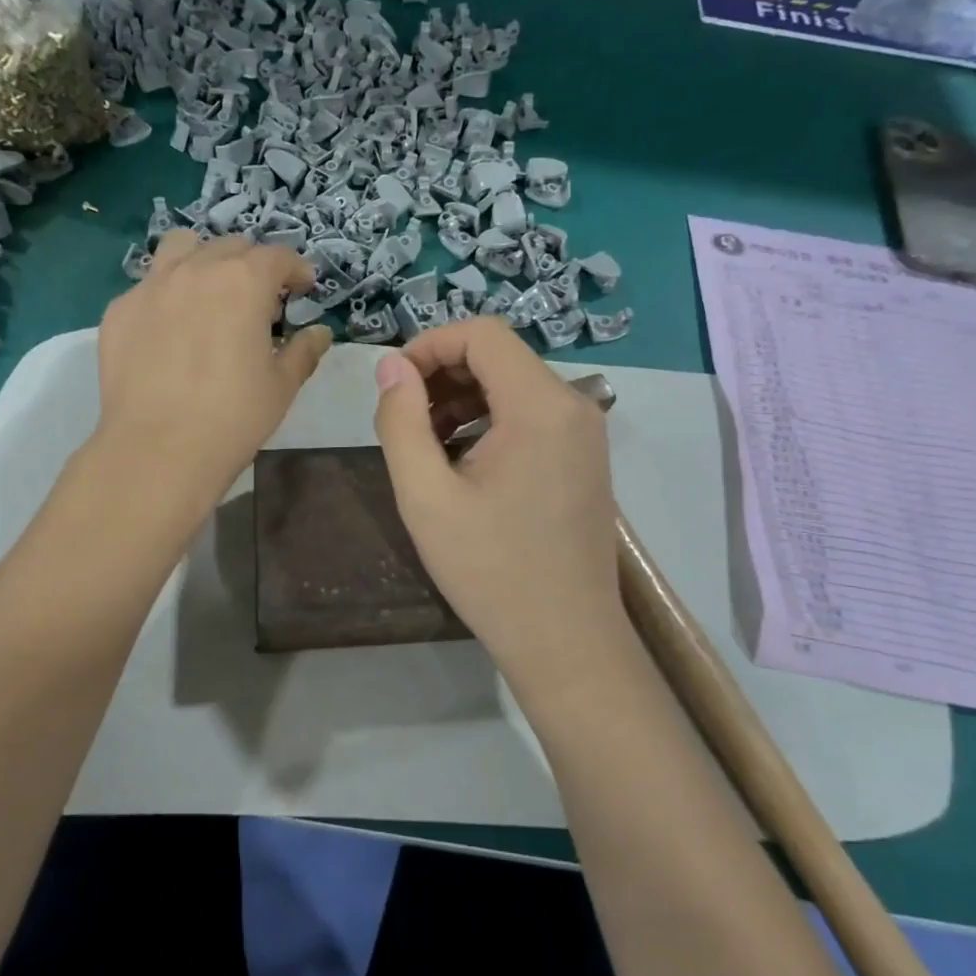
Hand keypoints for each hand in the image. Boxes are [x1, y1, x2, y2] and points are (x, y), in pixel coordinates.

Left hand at [96, 230, 331, 501]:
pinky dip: (168, 294)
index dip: (296, 269)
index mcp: (244, 282)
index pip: (278, 256)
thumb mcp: (281, 386)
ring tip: (210, 293)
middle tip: (259, 301)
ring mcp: (152, 286)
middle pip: (231, 246)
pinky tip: (171, 329)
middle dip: (252, 265)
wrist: (158, 449)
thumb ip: (303, 351)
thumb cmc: (233, 417)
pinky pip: (149, 285)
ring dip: (204, 260)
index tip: (303, 288)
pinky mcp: (120, 310)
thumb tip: (320, 333)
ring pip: (181, 247)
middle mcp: (197, 270)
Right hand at [373, 317, 628, 690]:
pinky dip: (490, 420)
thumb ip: (401, 421)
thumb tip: (391, 366)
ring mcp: (585, 432)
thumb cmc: (491, 571)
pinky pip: (532, 414)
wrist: (566, 641)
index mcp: (540, 406)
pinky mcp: (584, 457)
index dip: (429, 345)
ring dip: (463, 398)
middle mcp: (573, 406)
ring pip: (514, 384)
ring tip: (426, 444)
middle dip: (443, 373)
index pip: (482, 334)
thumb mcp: (426, 496)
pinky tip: (462, 461)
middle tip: (404, 419)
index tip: (394, 385)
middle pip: (500, 356)